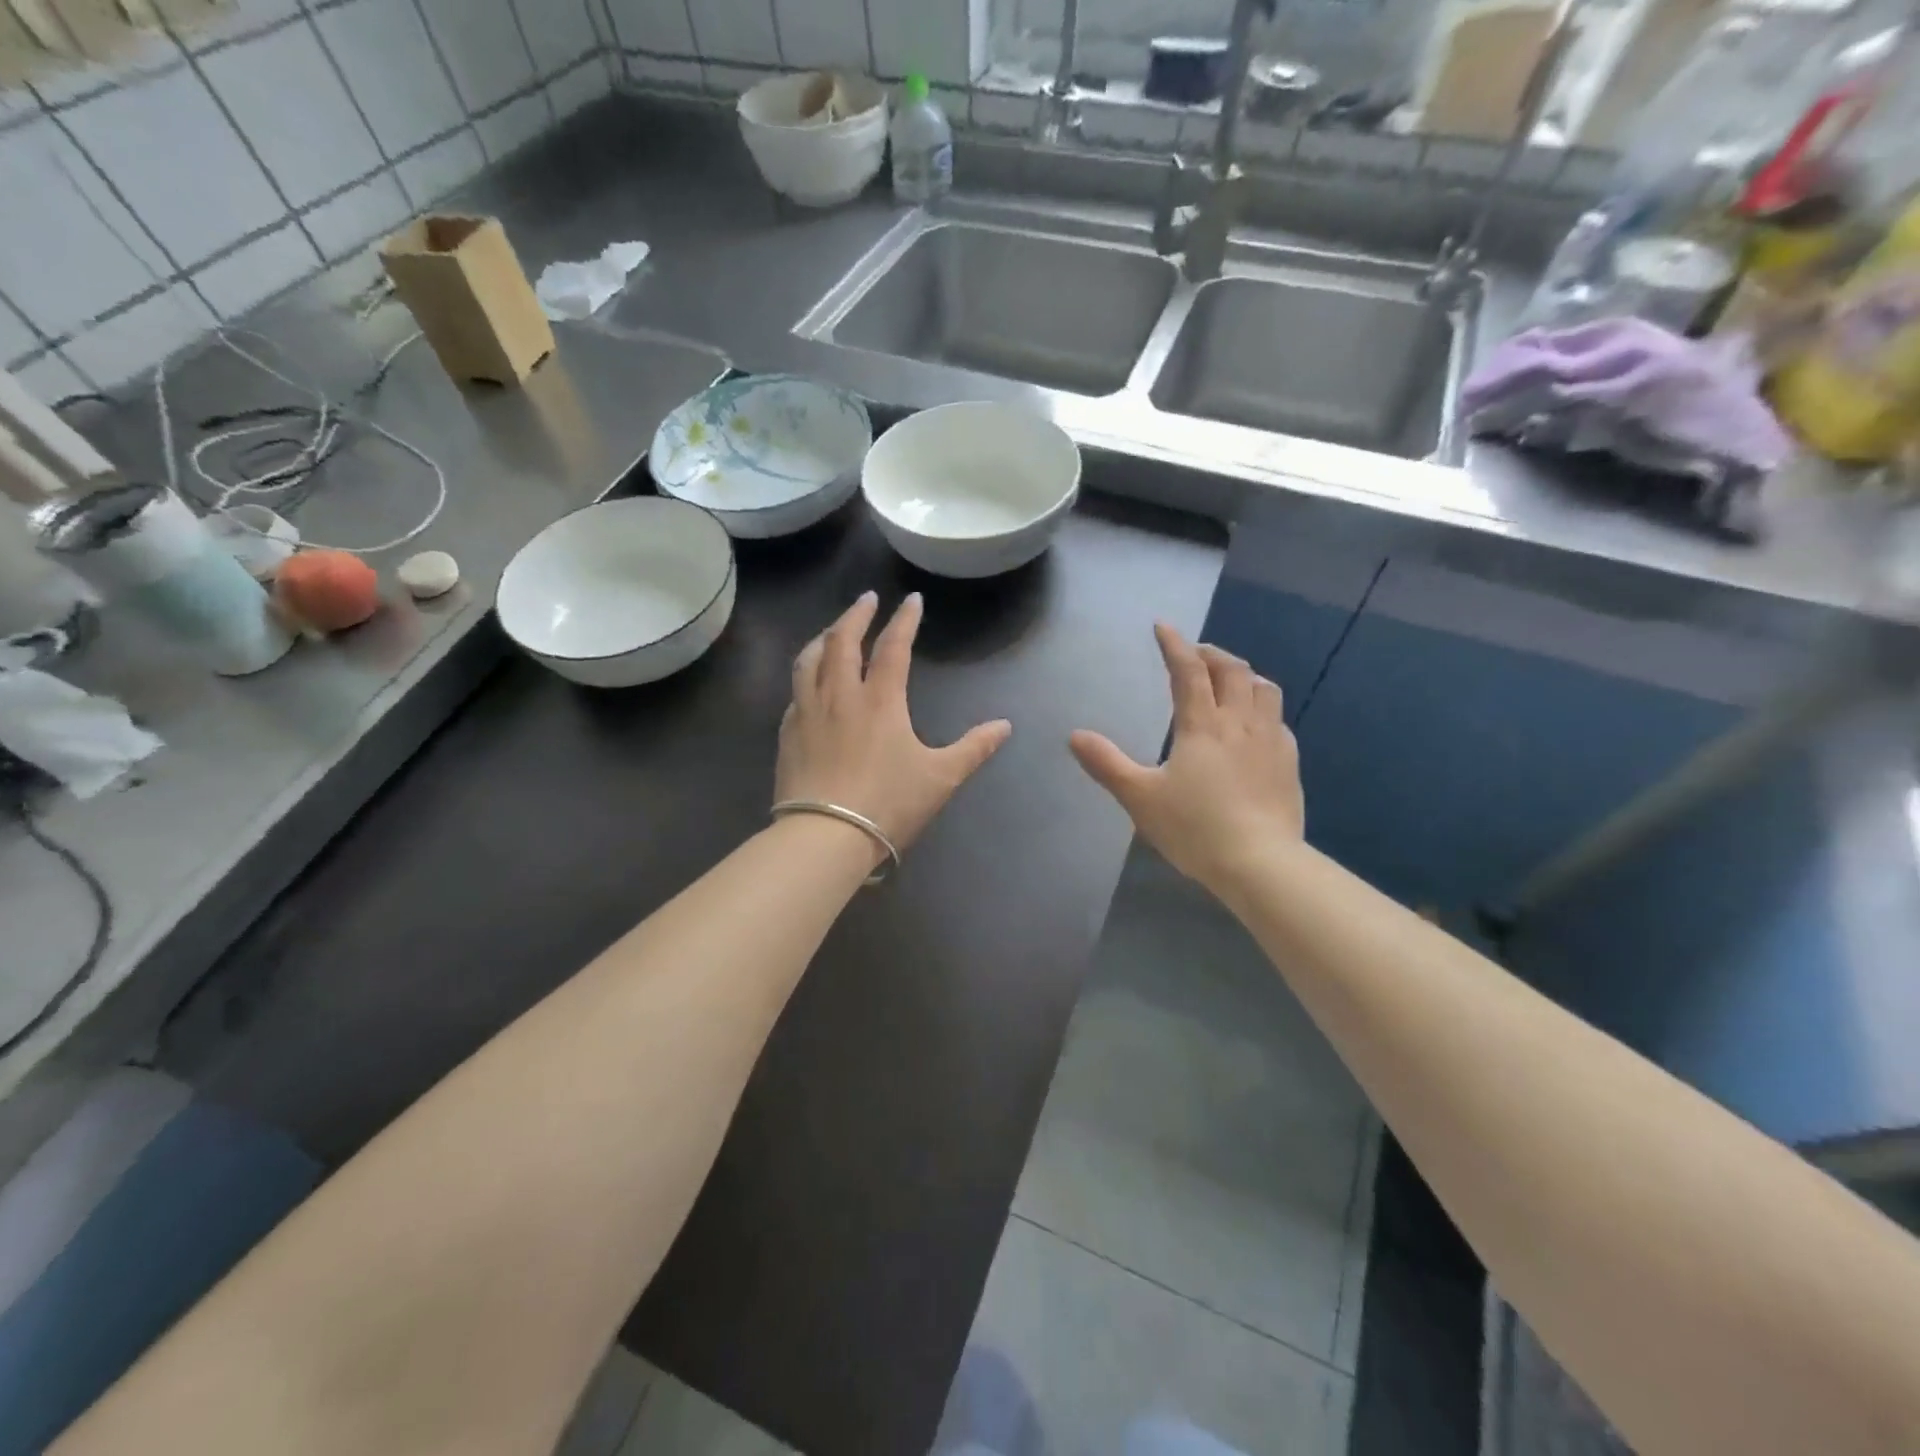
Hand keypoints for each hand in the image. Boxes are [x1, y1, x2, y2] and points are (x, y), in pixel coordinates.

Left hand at [776, 592, 1011, 862]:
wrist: (825, 837)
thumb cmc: (888, 804)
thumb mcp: (941, 778)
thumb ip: (973, 748)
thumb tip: (1004, 726)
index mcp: (880, 701)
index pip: (893, 647)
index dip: (904, 620)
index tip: (911, 600)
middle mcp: (840, 696)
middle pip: (842, 641)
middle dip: (856, 614)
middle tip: (867, 600)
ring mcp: (808, 713)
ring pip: (810, 660)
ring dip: (823, 637)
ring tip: (832, 630)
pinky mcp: (788, 735)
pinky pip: (795, 691)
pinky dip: (806, 675)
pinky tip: (809, 683)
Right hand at [1070, 624, 1303, 891]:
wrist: (1261, 864)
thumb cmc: (1195, 828)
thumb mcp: (1140, 798)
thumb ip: (1107, 764)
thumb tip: (1075, 736)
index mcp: (1202, 725)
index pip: (1189, 671)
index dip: (1175, 645)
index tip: (1163, 627)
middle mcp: (1240, 723)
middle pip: (1232, 671)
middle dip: (1211, 654)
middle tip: (1194, 654)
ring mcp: (1270, 741)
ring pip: (1263, 689)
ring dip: (1243, 675)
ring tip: (1228, 680)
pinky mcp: (1288, 763)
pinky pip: (1278, 719)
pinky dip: (1261, 707)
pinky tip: (1254, 724)